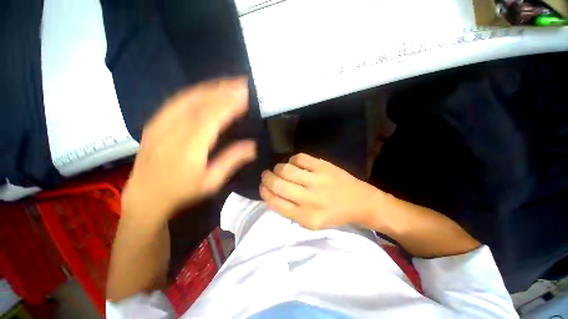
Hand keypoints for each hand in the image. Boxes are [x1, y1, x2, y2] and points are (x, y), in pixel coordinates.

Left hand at [122, 77, 256, 221]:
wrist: (145, 197)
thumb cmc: (182, 192)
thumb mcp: (211, 182)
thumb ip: (232, 161)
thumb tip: (253, 145)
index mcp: (190, 146)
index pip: (212, 117)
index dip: (230, 104)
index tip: (245, 95)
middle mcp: (173, 130)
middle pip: (200, 102)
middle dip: (223, 90)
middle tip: (241, 83)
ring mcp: (161, 123)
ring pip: (188, 97)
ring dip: (211, 87)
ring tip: (228, 82)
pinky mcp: (155, 122)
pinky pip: (176, 101)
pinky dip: (195, 91)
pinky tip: (206, 89)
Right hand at [260, 153, 380, 229]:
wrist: (360, 202)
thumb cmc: (334, 215)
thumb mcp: (311, 223)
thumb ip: (290, 210)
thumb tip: (272, 193)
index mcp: (305, 217)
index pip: (275, 202)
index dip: (264, 192)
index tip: (262, 186)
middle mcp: (309, 199)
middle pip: (278, 184)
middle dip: (267, 178)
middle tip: (266, 175)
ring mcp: (317, 180)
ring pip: (286, 169)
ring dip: (277, 168)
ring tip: (278, 169)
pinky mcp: (324, 166)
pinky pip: (299, 158)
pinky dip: (292, 160)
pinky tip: (294, 164)